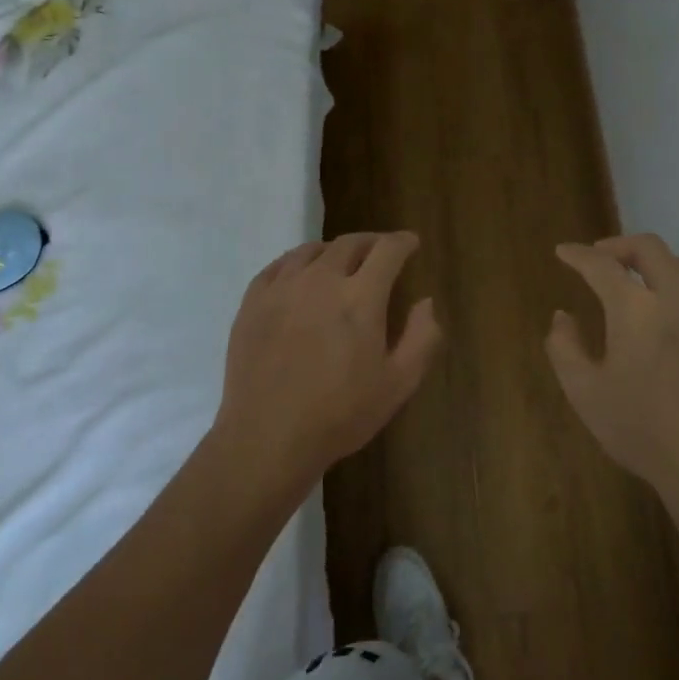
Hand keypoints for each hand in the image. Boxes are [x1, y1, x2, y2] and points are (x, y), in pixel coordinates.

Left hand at [215, 231, 442, 478]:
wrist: (268, 438)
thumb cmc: (340, 414)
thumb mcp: (399, 383)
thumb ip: (422, 337)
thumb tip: (426, 301)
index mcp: (360, 298)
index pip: (387, 250)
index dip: (403, 242)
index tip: (411, 243)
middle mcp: (321, 281)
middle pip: (350, 244)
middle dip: (372, 242)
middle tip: (381, 251)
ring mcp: (282, 288)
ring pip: (312, 250)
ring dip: (334, 250)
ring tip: (342, 261)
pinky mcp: (252, 302)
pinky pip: (278, 266)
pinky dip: (298, 261)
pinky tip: (301, 274)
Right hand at [546, 234, 678, 521]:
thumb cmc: (641, 429)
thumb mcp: (584, 392)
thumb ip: (564, 347)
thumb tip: (563, 317)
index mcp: (636, 309)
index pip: (601, 265)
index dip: (578, 255)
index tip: (563, 252)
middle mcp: (677, 298)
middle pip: (649, 248)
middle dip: (619, 245)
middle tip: (600, 258)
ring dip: (654, 264)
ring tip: (637, 282)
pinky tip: (676, 311)